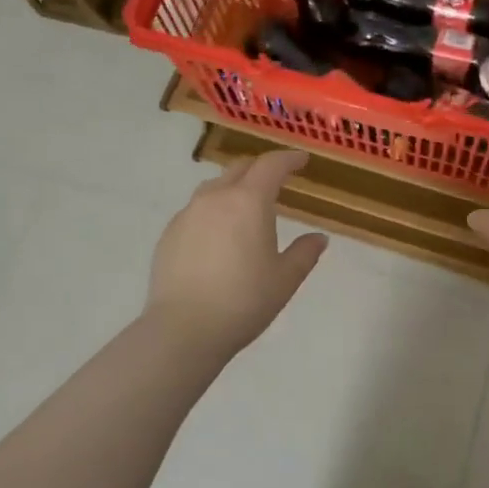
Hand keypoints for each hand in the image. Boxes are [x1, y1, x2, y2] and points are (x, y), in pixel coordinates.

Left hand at [145, 150, 327, 357]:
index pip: (271, 165)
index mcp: (248, 202)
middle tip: (276, 180)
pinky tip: (218, 236)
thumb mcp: (285, 279)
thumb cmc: (244, 301)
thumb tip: (319, 238)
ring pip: (214, 187)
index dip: (289, 159)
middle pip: (240, 169)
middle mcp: (215, 198)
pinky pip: (196, 211)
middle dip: (261, 169)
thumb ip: (304, 253)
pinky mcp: (169, 234)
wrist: (183, 329)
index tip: (301, 160)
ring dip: (234, 188)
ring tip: (245, 207)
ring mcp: (187, 214)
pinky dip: (213, 212)